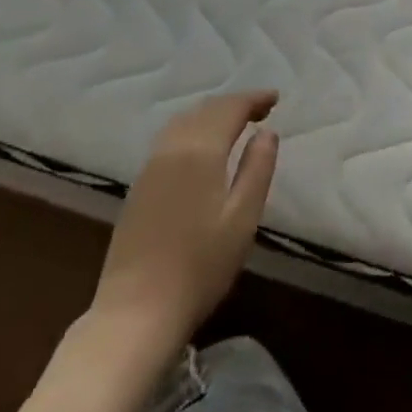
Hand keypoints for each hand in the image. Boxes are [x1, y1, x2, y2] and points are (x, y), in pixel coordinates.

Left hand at [87, 91, 279, 353]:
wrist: (136, 313)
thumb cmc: (199, 268)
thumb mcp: (242, 220)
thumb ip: (257, 169)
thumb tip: (267, 132)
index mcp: (200, 151)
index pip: (229, 108)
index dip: (253, 99)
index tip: (275, 98)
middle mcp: (171, 149)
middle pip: (205, 110)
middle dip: (234, 103)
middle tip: (261, 109)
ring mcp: (150, 167)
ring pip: (183, 121)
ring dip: (211, 114)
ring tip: (235, 123)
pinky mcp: (139, 187)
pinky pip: (169, 139)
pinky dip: (193, 129)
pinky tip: (202, 147)